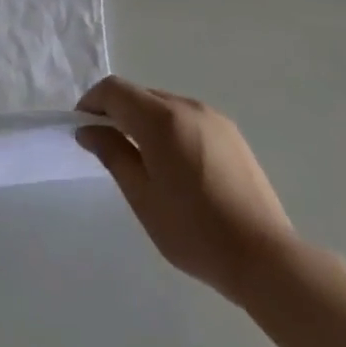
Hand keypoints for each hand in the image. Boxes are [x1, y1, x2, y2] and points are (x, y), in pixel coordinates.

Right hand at [77, 77, 295, 305]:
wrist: (264, 257)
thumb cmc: (194, 232)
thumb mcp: (143, 197)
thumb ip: (113, 154)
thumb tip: (88, 129)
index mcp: (161, 118)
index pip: (114, 90)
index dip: (92, 102)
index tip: (81, 127)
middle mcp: (187, 106)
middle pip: (140, 94)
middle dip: (117, 111)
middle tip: (105, 146)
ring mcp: (212, 117)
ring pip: (164, 105)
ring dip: (143, 120)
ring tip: (141, 160)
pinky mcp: (230, 133)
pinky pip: (187, 118)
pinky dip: (169, 129)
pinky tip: (175, 166)